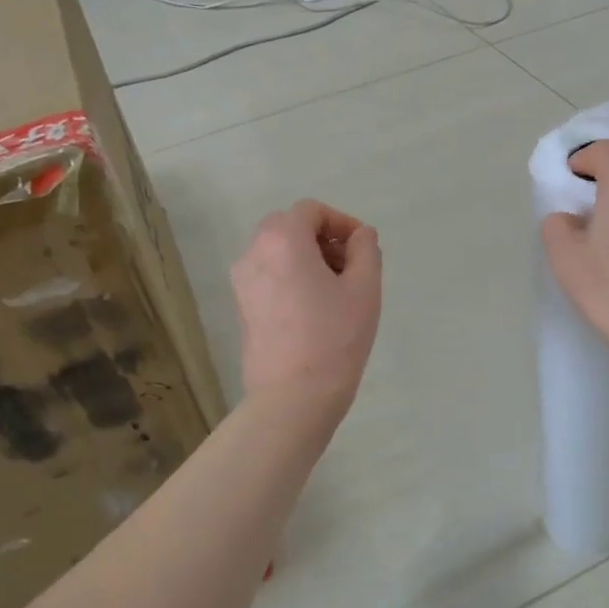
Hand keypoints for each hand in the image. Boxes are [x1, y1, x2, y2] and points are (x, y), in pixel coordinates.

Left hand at [230, 200, 381, 410]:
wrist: (293, 396)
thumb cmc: (334, 338)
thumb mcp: (364, 289)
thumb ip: (366, 250)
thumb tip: (360, 235)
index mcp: (282, 240)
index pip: (311, 210)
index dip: (341, 222)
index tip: (363, 247)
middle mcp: (254, 253)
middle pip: (290, 227)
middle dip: (323, 239)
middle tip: (352, 267)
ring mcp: (243, 282)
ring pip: (278, 252)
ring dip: (308, 258)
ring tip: (337, 291)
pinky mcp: (242, 307)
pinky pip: (269, 276)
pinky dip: (292, 277)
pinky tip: (315, 309)